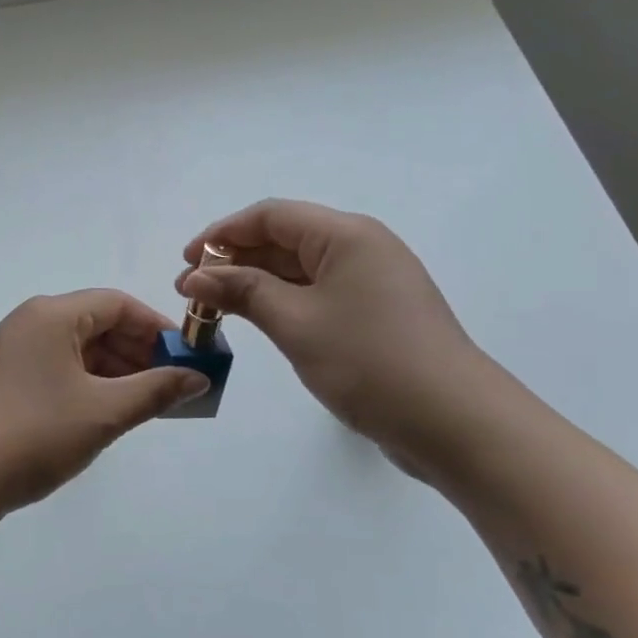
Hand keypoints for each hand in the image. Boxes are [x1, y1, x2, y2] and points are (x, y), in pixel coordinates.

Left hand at [0, 289, 208, 527]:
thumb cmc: (35, 432)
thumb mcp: (104, 412)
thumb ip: (155, 391)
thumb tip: (198, 378)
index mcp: (52, 315)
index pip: (117, 304)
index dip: (157, 328)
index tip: (186, 357)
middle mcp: (31, 324)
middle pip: (98, 324)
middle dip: (138, 353)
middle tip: (171, 386)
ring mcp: (15, 353)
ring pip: (78, 351)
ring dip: (116, 373)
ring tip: (146, 405)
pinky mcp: (7, 382)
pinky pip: (59, 371)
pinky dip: (89, 386)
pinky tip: (108, 414)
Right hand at [177, 200, 491, 473]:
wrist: (452, 421)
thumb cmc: (368, 361)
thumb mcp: (296, 322)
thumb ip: (243, 292)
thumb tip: (196, 276)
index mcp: (346, 235)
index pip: (271, 216)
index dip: (222, 234)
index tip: (185, 262)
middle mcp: (361, 248)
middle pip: (285, 239)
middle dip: (235, 261)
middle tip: (192, 293)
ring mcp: (372, 283)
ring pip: (301, 270)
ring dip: (256, 284)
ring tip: (216, 310)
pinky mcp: (377, 315)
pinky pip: (319, 295)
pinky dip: (284, 303)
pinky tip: (260, 322)